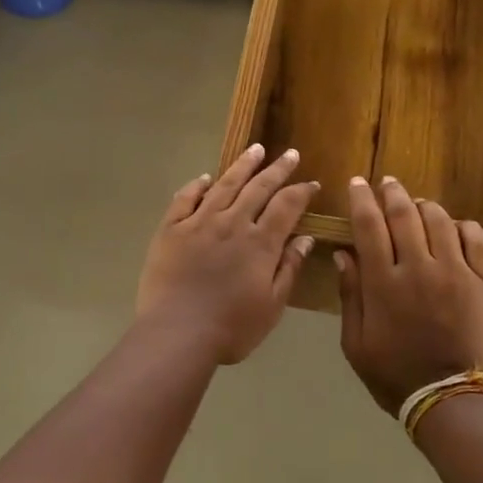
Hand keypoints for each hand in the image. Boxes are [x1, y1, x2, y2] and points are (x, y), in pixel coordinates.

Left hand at [136, 144, 318, 364]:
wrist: (176, 333)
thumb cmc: (231, 328)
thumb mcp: (272, 305)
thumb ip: (288, 268)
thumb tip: (304, 238)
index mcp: (260, 243)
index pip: (287, 206)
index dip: (301, 191)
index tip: (312, 183)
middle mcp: (231, 223)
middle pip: (258, 188)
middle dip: (277, 169)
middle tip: (290, 154)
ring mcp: (198, 223)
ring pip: (224, 185)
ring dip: (242, 166)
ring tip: (255, 149)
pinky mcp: (170, 230)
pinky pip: (185, 199)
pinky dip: (196, 185)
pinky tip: (205, 178)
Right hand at [333, 177, 482, 414]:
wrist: (451, 400)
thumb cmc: (394, 375)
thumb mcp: (355, 342)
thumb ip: (350, 295)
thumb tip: (344, 255)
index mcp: (383, 283)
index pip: (369, 226)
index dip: (361, 200)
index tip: (357, 183)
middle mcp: (419, 269)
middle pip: (405, 215)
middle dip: (392, 193)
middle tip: (387, 183)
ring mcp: (456, 274)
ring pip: (440, 221)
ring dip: (425, 206)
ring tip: (417, 205)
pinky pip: (476, 240)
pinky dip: (463, 227)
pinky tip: (454, 228)